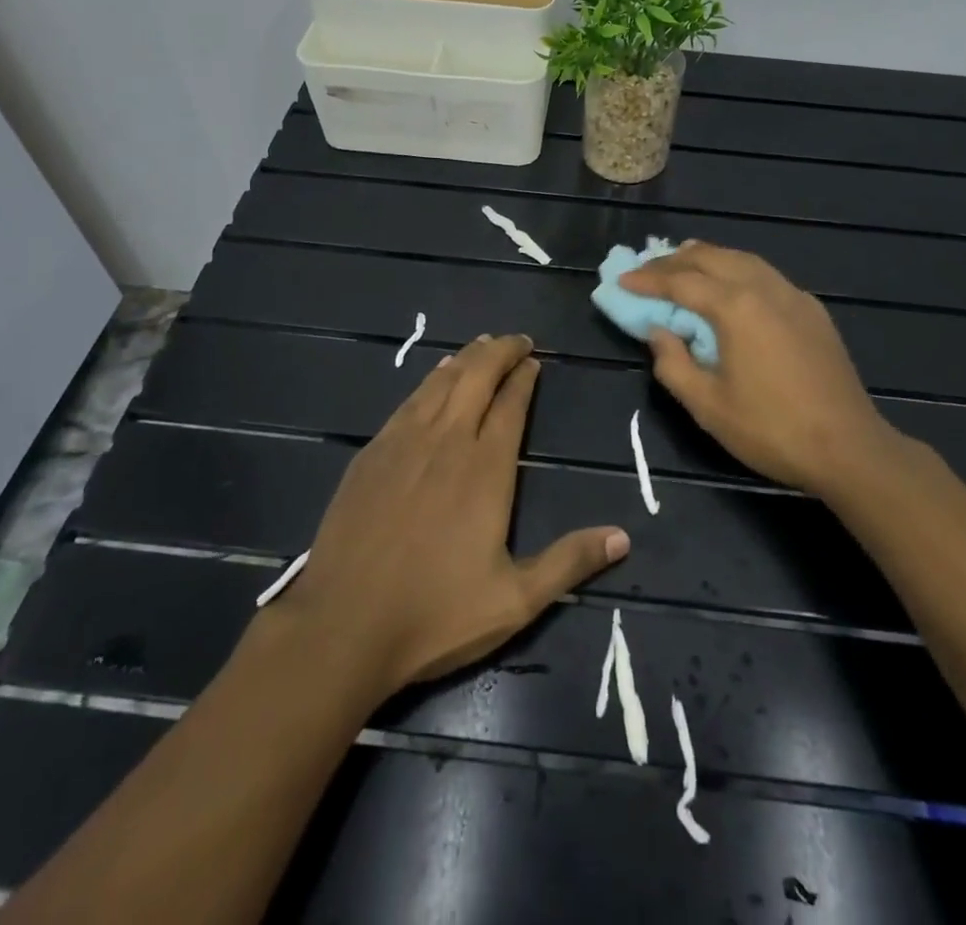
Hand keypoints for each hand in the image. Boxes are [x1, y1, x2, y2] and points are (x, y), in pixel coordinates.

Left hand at [267, 334, 629, 699]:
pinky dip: (429, 380)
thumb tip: (623, 537)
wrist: (342, 625)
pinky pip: (409, 400)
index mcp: (485, 468)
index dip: (524, 377)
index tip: (534, 360)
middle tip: (517, 340)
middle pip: (476, 377)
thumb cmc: (434, 614)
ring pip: (441, 382)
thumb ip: (569, 563)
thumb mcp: (515, 601)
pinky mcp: (371, 453)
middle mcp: (447, 441)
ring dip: (466, 358)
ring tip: (482, 345)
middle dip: (499, 352)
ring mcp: (404, 442)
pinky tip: (435, 376)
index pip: (510, 405)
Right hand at [620, 242, 902, 495]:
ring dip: (708, 257)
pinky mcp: (812, 310)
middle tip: (648, 268)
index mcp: (736, 307)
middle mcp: (765, 288)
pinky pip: (766, 274)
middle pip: (713, 258)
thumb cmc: (771, 429)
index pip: (681, 282)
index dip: (648, 280)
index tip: (623, 280)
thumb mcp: (707, 406)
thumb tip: (659, 332)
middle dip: (675, 260)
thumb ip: (673, 363)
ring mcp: (794, 296)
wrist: (849, 447)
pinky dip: (738, 269)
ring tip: (683, 261)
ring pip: (743, 259)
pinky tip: (732, 284)